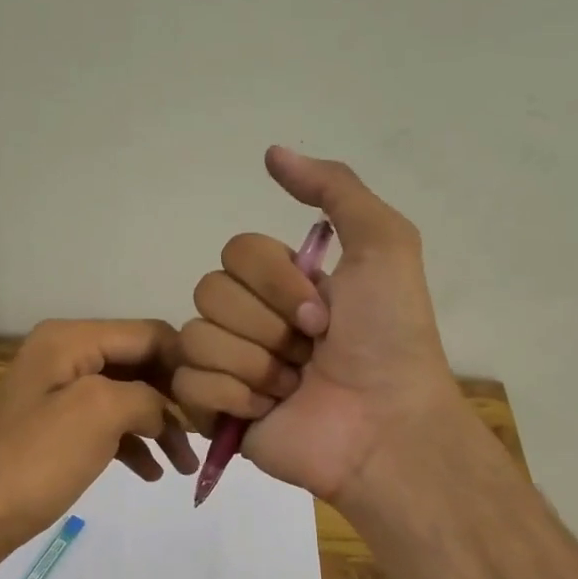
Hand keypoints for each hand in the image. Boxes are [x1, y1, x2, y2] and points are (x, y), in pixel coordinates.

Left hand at [0, 318, 198, 572]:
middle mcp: (64, 357)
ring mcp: (58, 396)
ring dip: (159, 428)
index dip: (186, 364)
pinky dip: (132, 445)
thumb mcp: (99, 413)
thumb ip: (146, 397)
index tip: (217, 402)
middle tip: (208, 435)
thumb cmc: (34, 461)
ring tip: (185, 465)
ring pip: (127, 399)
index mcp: (70, 340)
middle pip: (139, 364)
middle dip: (175, 399)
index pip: (149, 334)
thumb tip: (164, 411)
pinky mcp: (55, 432)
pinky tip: (153, 473)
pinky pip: (106, 427)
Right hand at [172, 147, 460, 507]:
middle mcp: (252, 320)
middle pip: (208, 291)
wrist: (384, 426)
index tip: (324, 313)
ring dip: (255, 363)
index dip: (275, 280)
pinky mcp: (215, 411)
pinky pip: (188, 384)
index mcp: (283, 284)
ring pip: (195, 337)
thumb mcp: (384, 245)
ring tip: (293, 386)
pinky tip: (268, 411)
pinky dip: (232, 396)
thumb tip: (272, 152)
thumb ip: (335, 189)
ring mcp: (231, 366)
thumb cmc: (389, 339)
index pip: (235, 253)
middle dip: (267, 324)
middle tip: (311, 351)